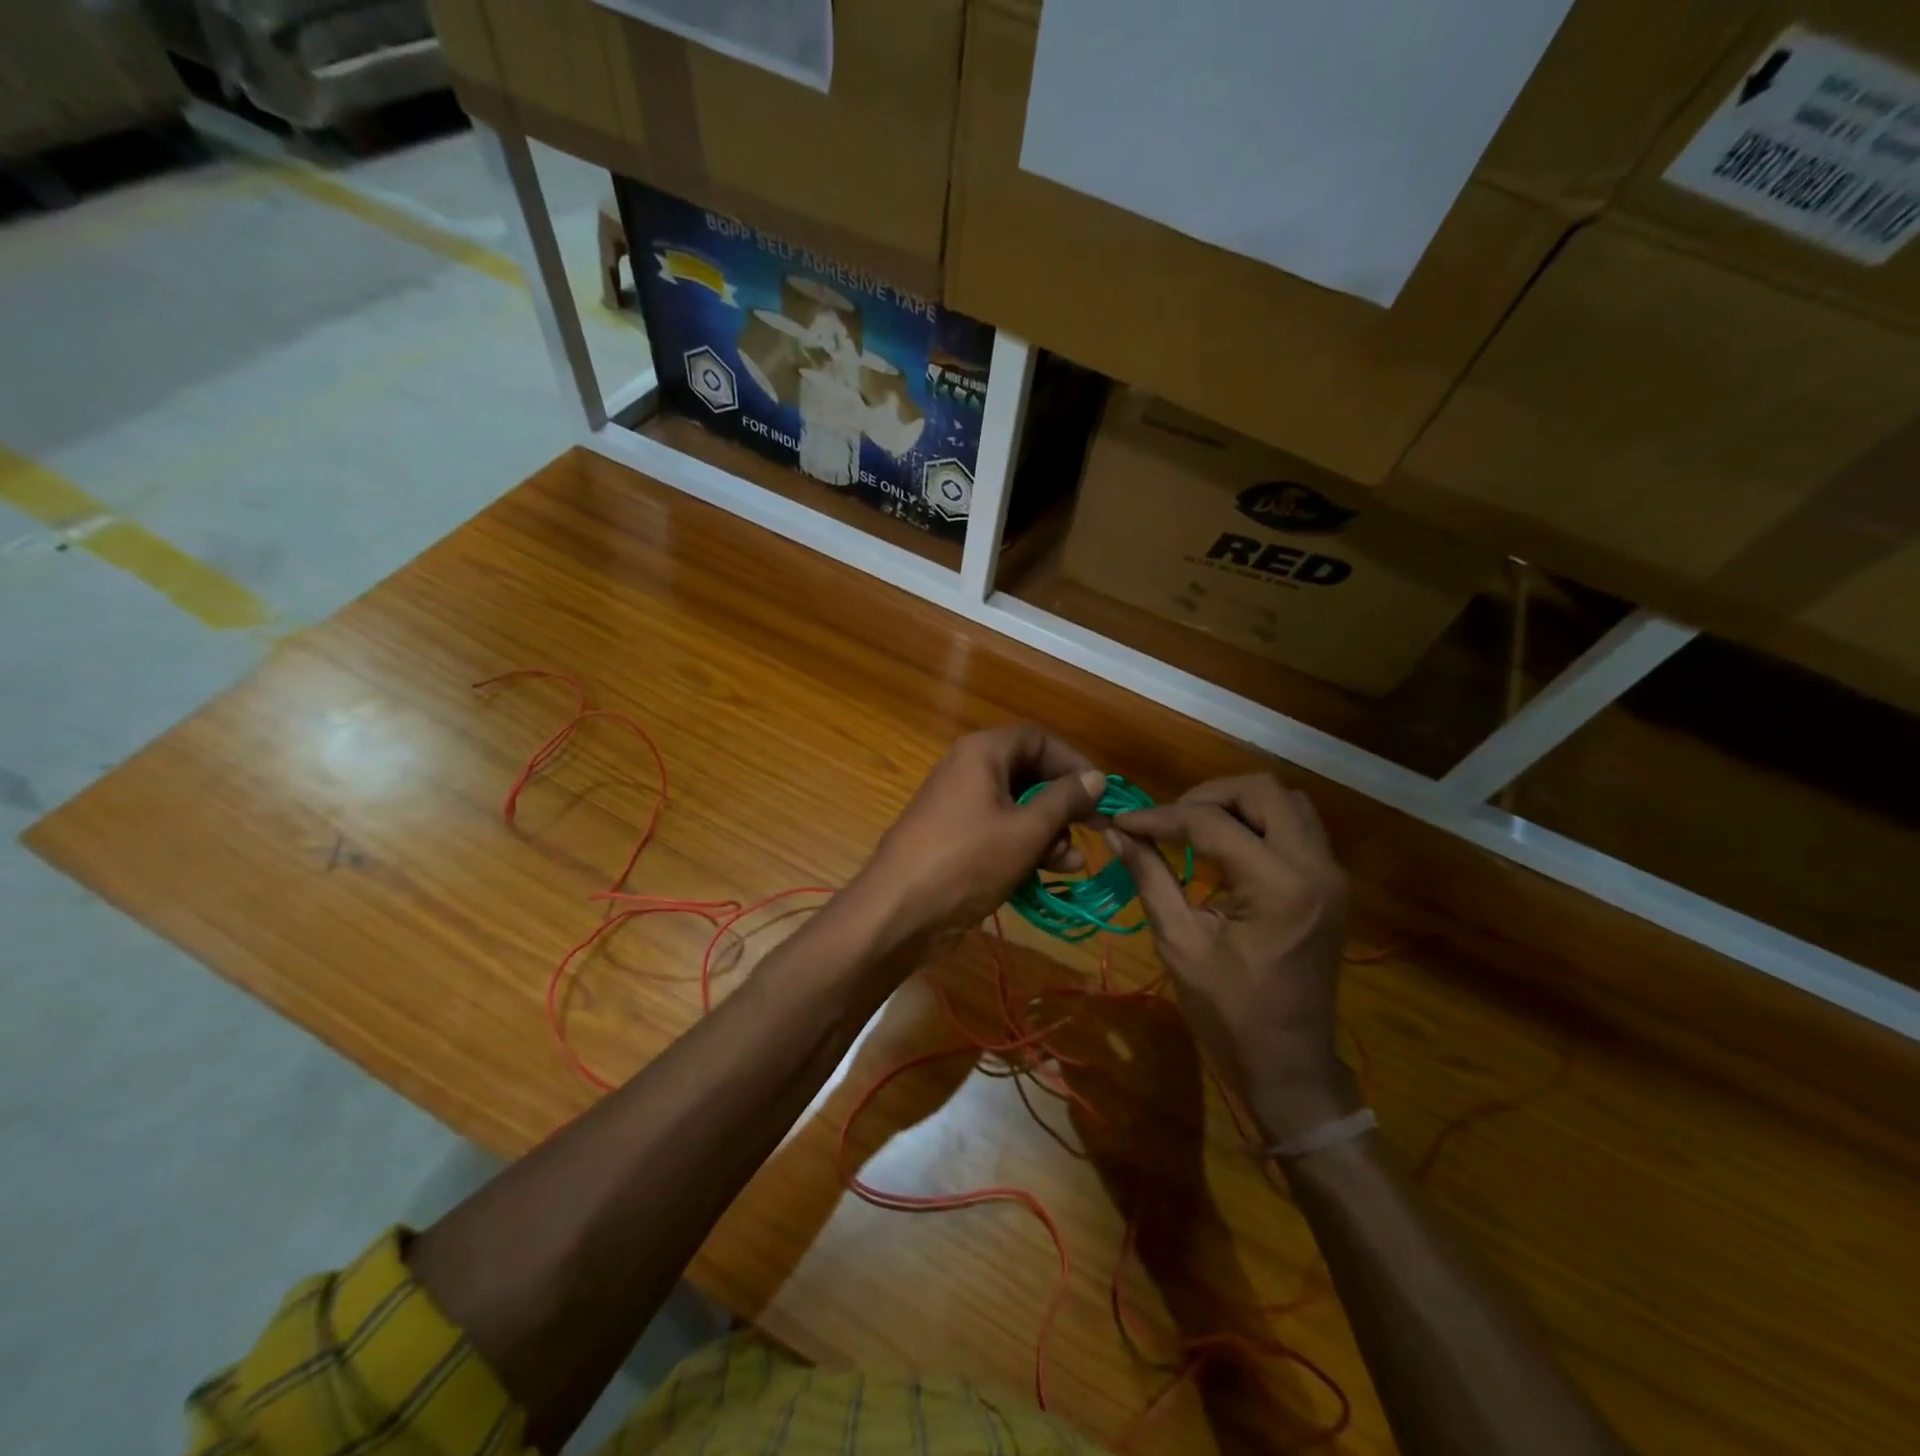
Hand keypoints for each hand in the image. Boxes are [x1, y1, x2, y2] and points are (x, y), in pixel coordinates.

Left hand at [850, 725, 1107, 944]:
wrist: (899, 911)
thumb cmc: (967, 860)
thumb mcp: (1026, 829)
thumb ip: (1065, 800)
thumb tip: (1096, 777)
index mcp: (982, 753)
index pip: (1038, 739)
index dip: (1072, 762)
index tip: (1100, 791)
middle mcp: (969, 771)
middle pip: (1029, 773)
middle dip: (1063, 803)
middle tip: (1093, 828)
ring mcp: (961, 807)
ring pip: (1017, 807)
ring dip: (1049, 831)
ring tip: (1070, 862)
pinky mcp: (957, 840)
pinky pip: (1000, 832)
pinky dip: (1025, 847)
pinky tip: (1050, 872)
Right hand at [1105, 774, 1358, 1143]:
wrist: (1290, 1066)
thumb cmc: (1230, 1014)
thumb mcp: (1180, 944)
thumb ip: (1150, 878)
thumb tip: (1117, 834)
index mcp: (1279, 886)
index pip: (1213, 823)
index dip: (1161, 817)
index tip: (1122, 821)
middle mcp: (1316, 867)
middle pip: (1264, 790)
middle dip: (1207, 795)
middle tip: (1167, 819)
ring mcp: (1330, 874)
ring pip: (1287, 801)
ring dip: (1236, 804)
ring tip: (1193, 827)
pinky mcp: (1329, 885)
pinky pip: (1295, 827)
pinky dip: (1257, 822)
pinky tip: (1222, 847)